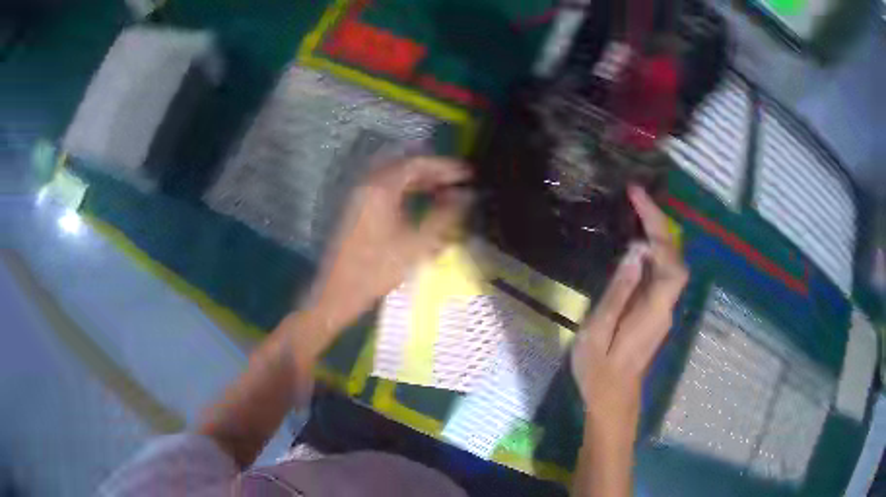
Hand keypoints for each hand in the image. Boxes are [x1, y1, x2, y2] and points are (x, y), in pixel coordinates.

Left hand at [304, 156, 472, 341]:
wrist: (339, 292)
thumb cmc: (378, 269)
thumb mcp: (418, 245)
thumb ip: (445, 217)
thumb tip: (467, 196)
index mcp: (381, 188)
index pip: (417, 164)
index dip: (445, 166)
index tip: (468, 174)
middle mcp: (368, 184)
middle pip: (405, 165)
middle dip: (433, 170)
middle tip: (458, 180)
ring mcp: (360, 195)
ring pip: (395, 176)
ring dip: (420, 180)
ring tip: (444, 190)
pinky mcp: (357, 207)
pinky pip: (386, 187)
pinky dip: (406, 189)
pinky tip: (421, 202)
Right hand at [571, 186, 687, 437]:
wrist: (614, 401)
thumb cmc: (600, 372)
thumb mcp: (598, 333)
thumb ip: (618, 294)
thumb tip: (635, 254)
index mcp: (653, 310)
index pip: (669, 260)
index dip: (658, 227)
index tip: (637, 199)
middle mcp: (665, 306)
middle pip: (674, 257)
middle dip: (658, 223)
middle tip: (634, 198)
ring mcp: (663, 309)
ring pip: (669, 264)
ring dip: (656, 234)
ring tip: (634, 211)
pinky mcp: (655, 312)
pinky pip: (660, 274)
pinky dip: (652, 251)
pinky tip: (636, 243)